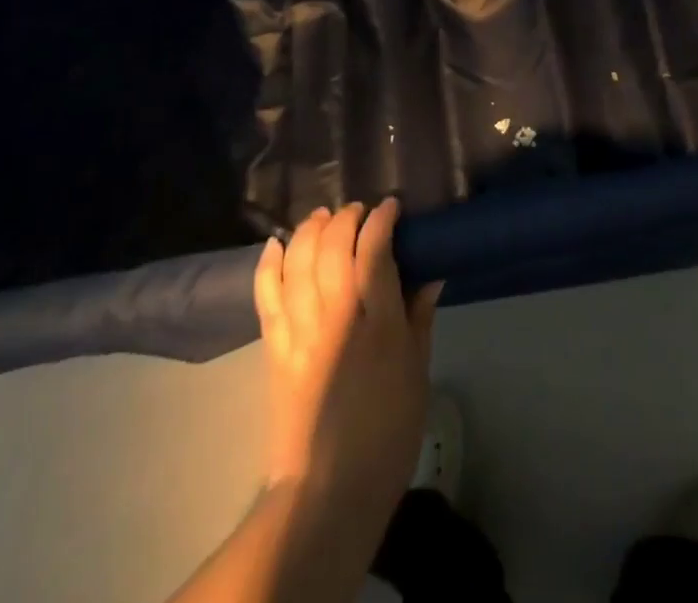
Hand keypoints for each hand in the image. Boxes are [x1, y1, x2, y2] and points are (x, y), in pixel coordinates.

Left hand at [254, 200, 440, 517]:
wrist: (328, 490)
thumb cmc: (387, 431)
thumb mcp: (418, 372)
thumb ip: (420, 316)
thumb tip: (430, 273)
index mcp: (377, 324)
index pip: (374, 250)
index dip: (381, 219)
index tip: (391, 207)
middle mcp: (335, 317)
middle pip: (332, 246)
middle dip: (346, 218)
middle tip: (360, 213)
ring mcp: (300, 331)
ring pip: (298, 260)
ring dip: (311, 230)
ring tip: (325, 219)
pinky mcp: (275, 347)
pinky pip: (267, 293)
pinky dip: (270, 262)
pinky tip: (279, 242)